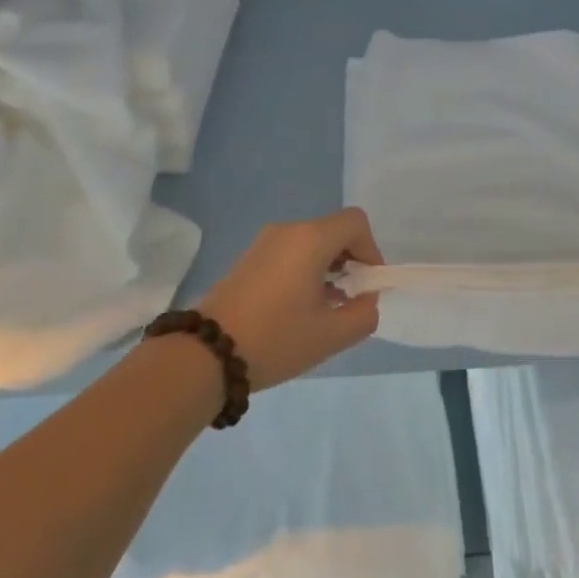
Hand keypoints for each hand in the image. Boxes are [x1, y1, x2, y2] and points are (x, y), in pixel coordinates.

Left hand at [195, 208, 383, 388]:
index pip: (355, 223)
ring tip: (324, 308)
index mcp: (310, 239)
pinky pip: (290, 252)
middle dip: (350, 261)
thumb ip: (364, 314)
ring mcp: (264, 242)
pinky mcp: (249, 257)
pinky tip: (298, 307)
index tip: (367, 285)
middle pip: (333, 231)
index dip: (371, 250)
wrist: (207, 354)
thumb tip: (365, 299)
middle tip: (349, 299)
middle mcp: (288, 230)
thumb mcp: (331, 335)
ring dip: (328, 267)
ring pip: (311, 242)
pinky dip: (305, 270)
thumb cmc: (275, 339)